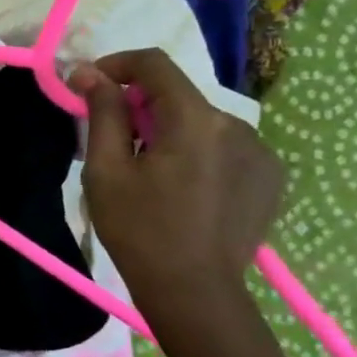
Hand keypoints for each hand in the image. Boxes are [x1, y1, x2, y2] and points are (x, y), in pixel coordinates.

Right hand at [72, 49, 283, 309]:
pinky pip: (224, 148)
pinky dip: (197, 153)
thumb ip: (102, 114)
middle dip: (140, 107)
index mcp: (195, 120)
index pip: (155, 65)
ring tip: (148, 174)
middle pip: (178, 96)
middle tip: (111, 142)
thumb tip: (88, 72)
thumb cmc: (138, 229)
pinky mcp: (269, 177)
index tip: (88, 85)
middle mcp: (237, 125)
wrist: (194, 291)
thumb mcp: (106, 170)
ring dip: (170, 132)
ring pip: (201, 123)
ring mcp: (260, 152)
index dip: (117, 65)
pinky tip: (182, 189)